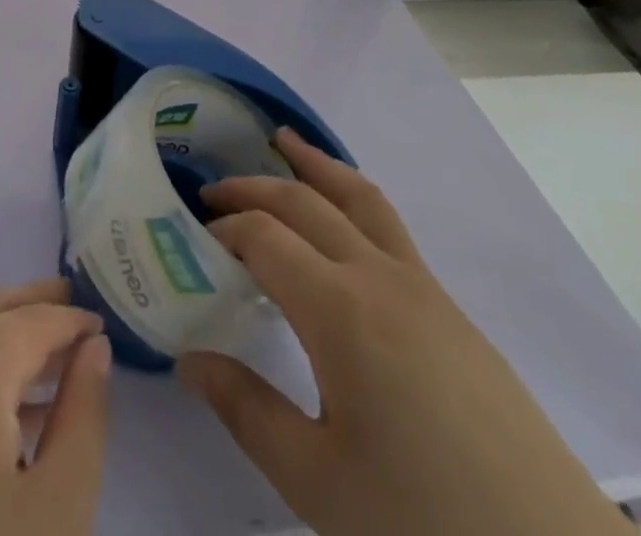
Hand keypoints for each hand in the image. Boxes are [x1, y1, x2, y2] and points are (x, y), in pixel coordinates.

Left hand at [0, 278, 112, 535]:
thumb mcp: (58, 511)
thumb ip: (84, 416)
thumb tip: (94, 347)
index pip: (26, 322)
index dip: (67, 319)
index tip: (100, 322)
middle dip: (30, 303)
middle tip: (72, 301)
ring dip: (0, 330)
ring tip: (48, 349)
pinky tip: (4, 398)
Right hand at [177, 129, 633, 535]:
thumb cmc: (423, 523)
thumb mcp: (317, 482)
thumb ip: (245, 410)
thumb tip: (189, 359)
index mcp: (340, 310)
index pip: (264, 237)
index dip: (224, 230)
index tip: (194, 244)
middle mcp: (380, 277)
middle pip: (305, 202)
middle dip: (253, 188)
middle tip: (212, 193)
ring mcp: (423, 287)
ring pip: (359, 197)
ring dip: (314, 165)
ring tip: (283, 142)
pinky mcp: (451, 309)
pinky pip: (388, 226)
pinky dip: (350, 198)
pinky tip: (340, 223)